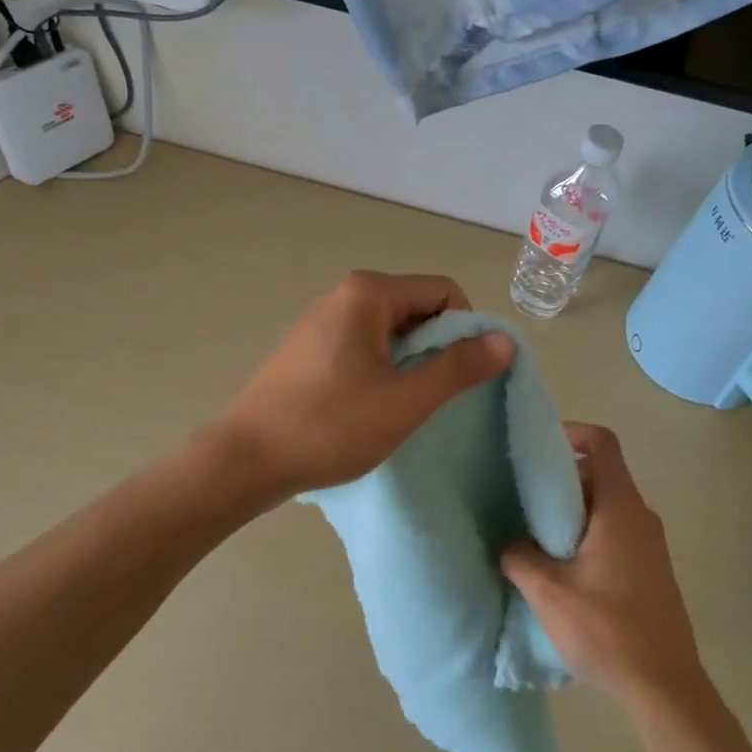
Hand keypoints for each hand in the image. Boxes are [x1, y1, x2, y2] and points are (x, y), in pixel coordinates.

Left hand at [213, 271, 514, 502]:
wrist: (246, 460)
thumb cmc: (330, 426)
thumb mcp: (405, 400)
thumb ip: (459, 367)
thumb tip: (505, 340)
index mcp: (369, 293)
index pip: (444, 292)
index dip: (465, 330)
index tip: (459, 376)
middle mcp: (345, 294)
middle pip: (418, 307)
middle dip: (437, 348)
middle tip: (432, 397)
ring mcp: (324, 320)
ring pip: (393, 330)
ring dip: (411, 363)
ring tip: (402, 406)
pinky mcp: (311, 347)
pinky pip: (366, 345)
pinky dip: (383, 369)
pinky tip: (372, 406)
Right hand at [501, 423, 708, 711]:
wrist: (665, 687)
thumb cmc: (607, 629)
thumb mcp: (549, 592)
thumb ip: (520, 557)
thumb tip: (508, 542)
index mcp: (621, 508)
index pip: (602, 443)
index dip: (571, 432)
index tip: (537, 447)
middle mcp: (640, 516)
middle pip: (600, 474)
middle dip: (561, 478)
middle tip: (523, 497)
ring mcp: (650, 543)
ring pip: (606, 506)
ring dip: (572, 511)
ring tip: (535, 534)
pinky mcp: (651, 568)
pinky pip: (616, 531)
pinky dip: (587, 532)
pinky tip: (562, 566)